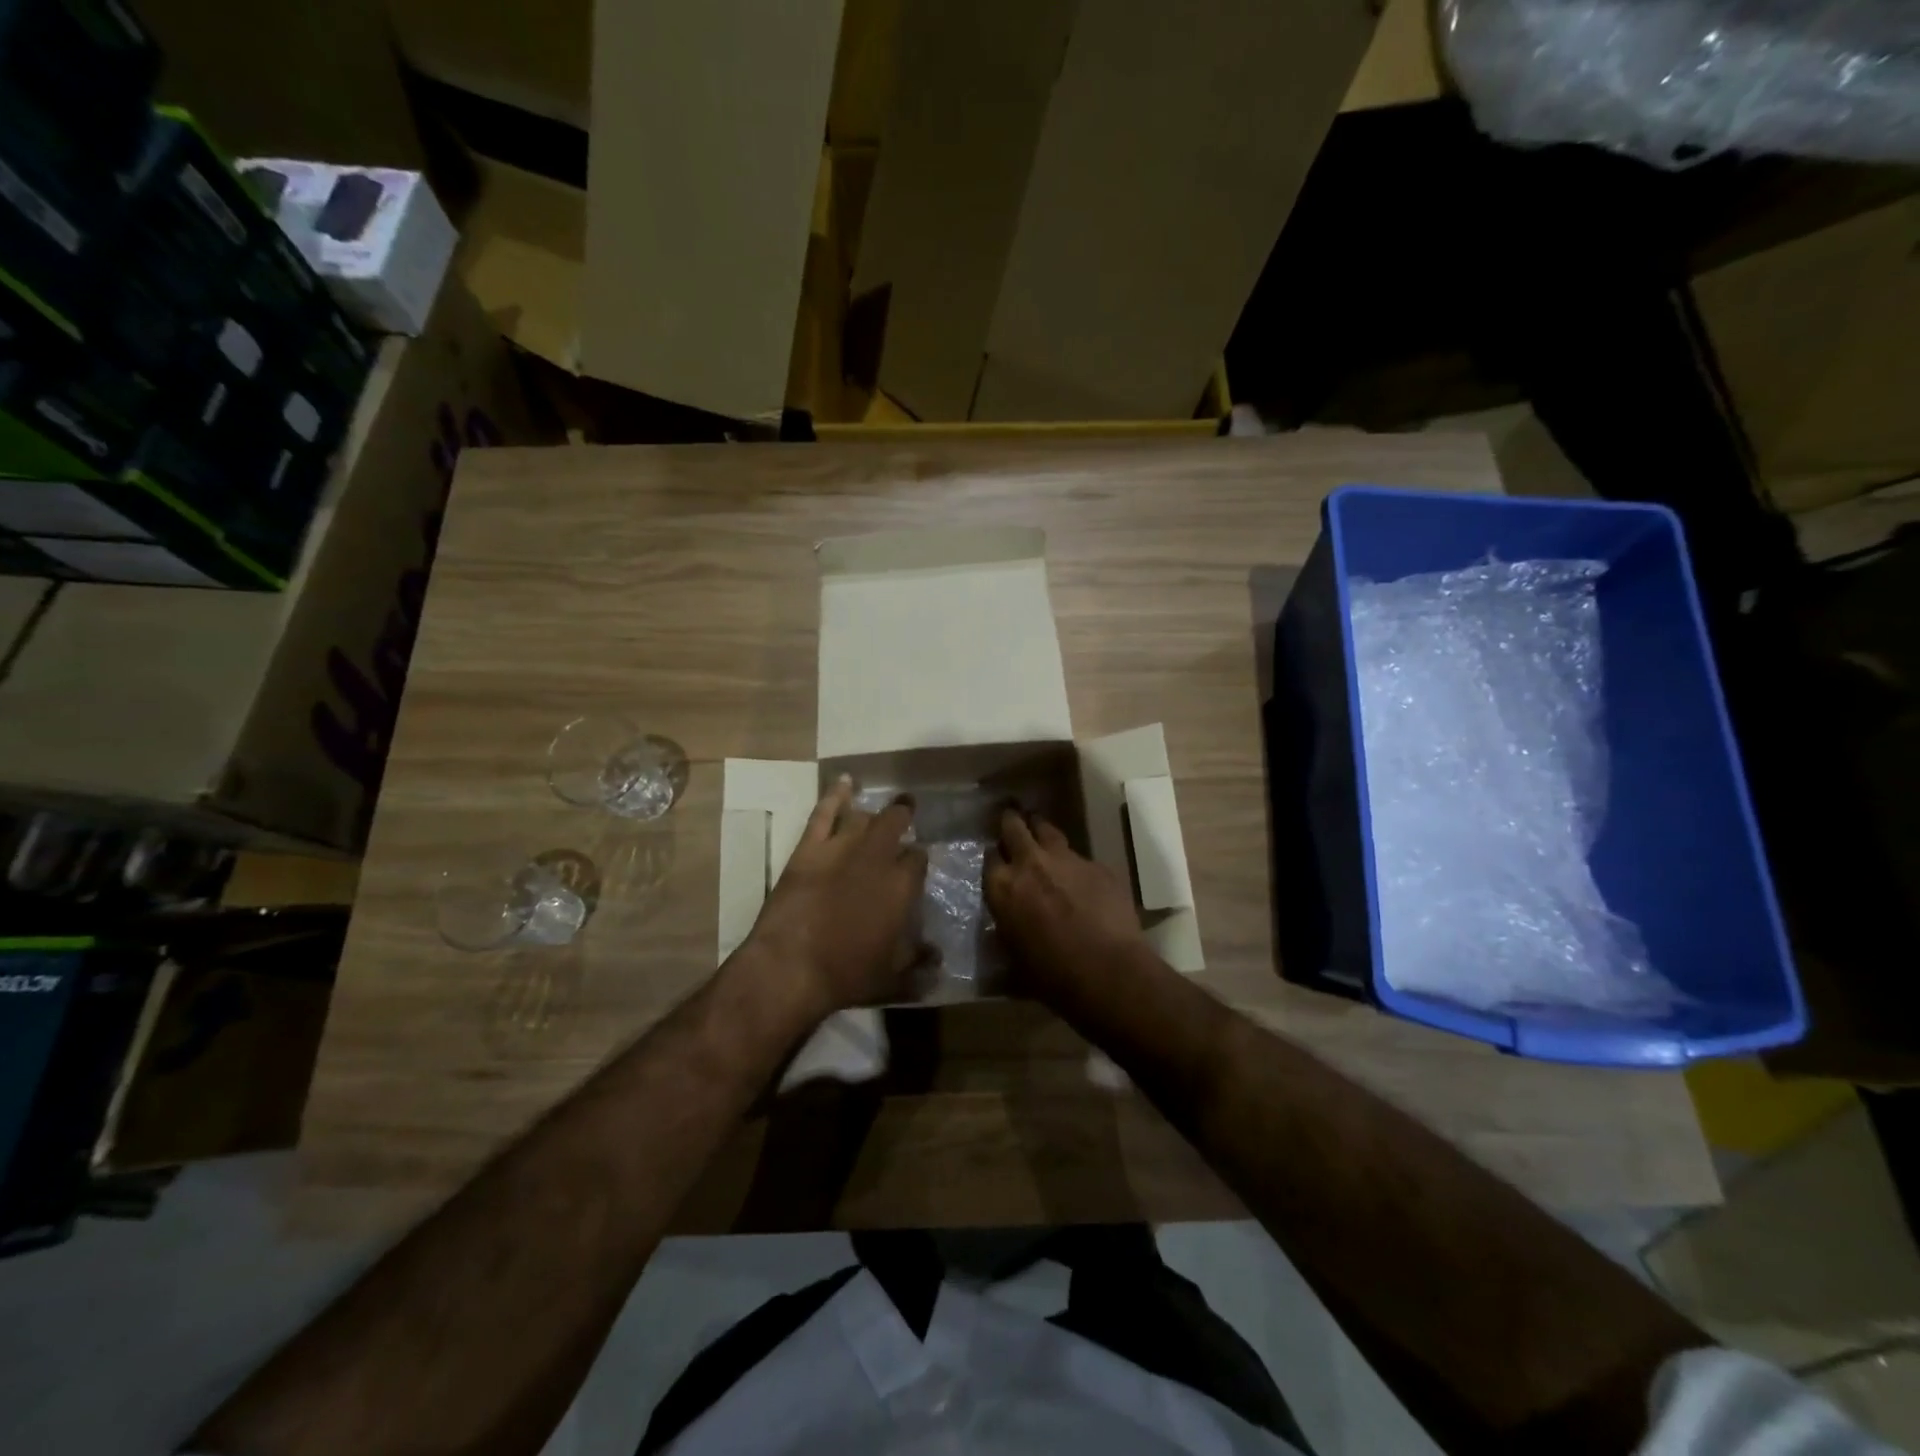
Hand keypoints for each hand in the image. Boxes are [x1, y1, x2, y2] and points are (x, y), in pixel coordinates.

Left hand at [746, 776, 929, 1015]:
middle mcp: (877, 858)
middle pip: (895, 824)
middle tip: (907, 813)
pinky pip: (824, 812)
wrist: (791, 967)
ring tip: (880, 810)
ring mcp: (841, 848)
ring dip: (873, 813)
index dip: (917, 859)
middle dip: (903, 816)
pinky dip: (835, 794)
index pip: (918, 859)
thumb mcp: (892, 976)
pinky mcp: (809, 848)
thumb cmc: (847, 974)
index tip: (915, 863)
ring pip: (863, 817)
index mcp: (902, 886)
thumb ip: (918, 961)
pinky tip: (845, 782)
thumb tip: (938, 957)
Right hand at [986, 810, 1145, 1008]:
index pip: (989, 857)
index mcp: (1002, 887)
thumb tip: (1006, 926)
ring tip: (1041, 834)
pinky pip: (1081, 857)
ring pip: (1048, 830)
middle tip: (1011, 820)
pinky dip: (1075, 864)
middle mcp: (1030, 863)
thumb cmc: (1052, 976)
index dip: (994, 857)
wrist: (1107, 972)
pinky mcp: (1097, 865)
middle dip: (1011, 822)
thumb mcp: (1013, 957)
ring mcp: (1066, 859)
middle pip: (1014, 826)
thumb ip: (1007, 929)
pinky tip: (1082, 880)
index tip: (997, 860)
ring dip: (1041, 831)